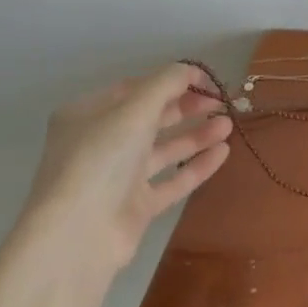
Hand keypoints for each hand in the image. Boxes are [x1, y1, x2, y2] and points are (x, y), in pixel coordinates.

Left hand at [21, 64, 231, 271]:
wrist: (78, 237)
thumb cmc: (101, 160)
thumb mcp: (134, 110)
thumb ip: (166, 83)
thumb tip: (192, 69)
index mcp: (88, 114)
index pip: (136, 88)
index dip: (173, 80)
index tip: (207, 80)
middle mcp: (101, 143)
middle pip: (152, 117)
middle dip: (188, 107)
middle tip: (222, 101)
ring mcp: (118, 177)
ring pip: (164, 149)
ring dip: (196, 134)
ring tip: (229, 124)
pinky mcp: (136, 206)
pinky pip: (171, 180)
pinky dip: (196, 165)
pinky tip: (223, 152)